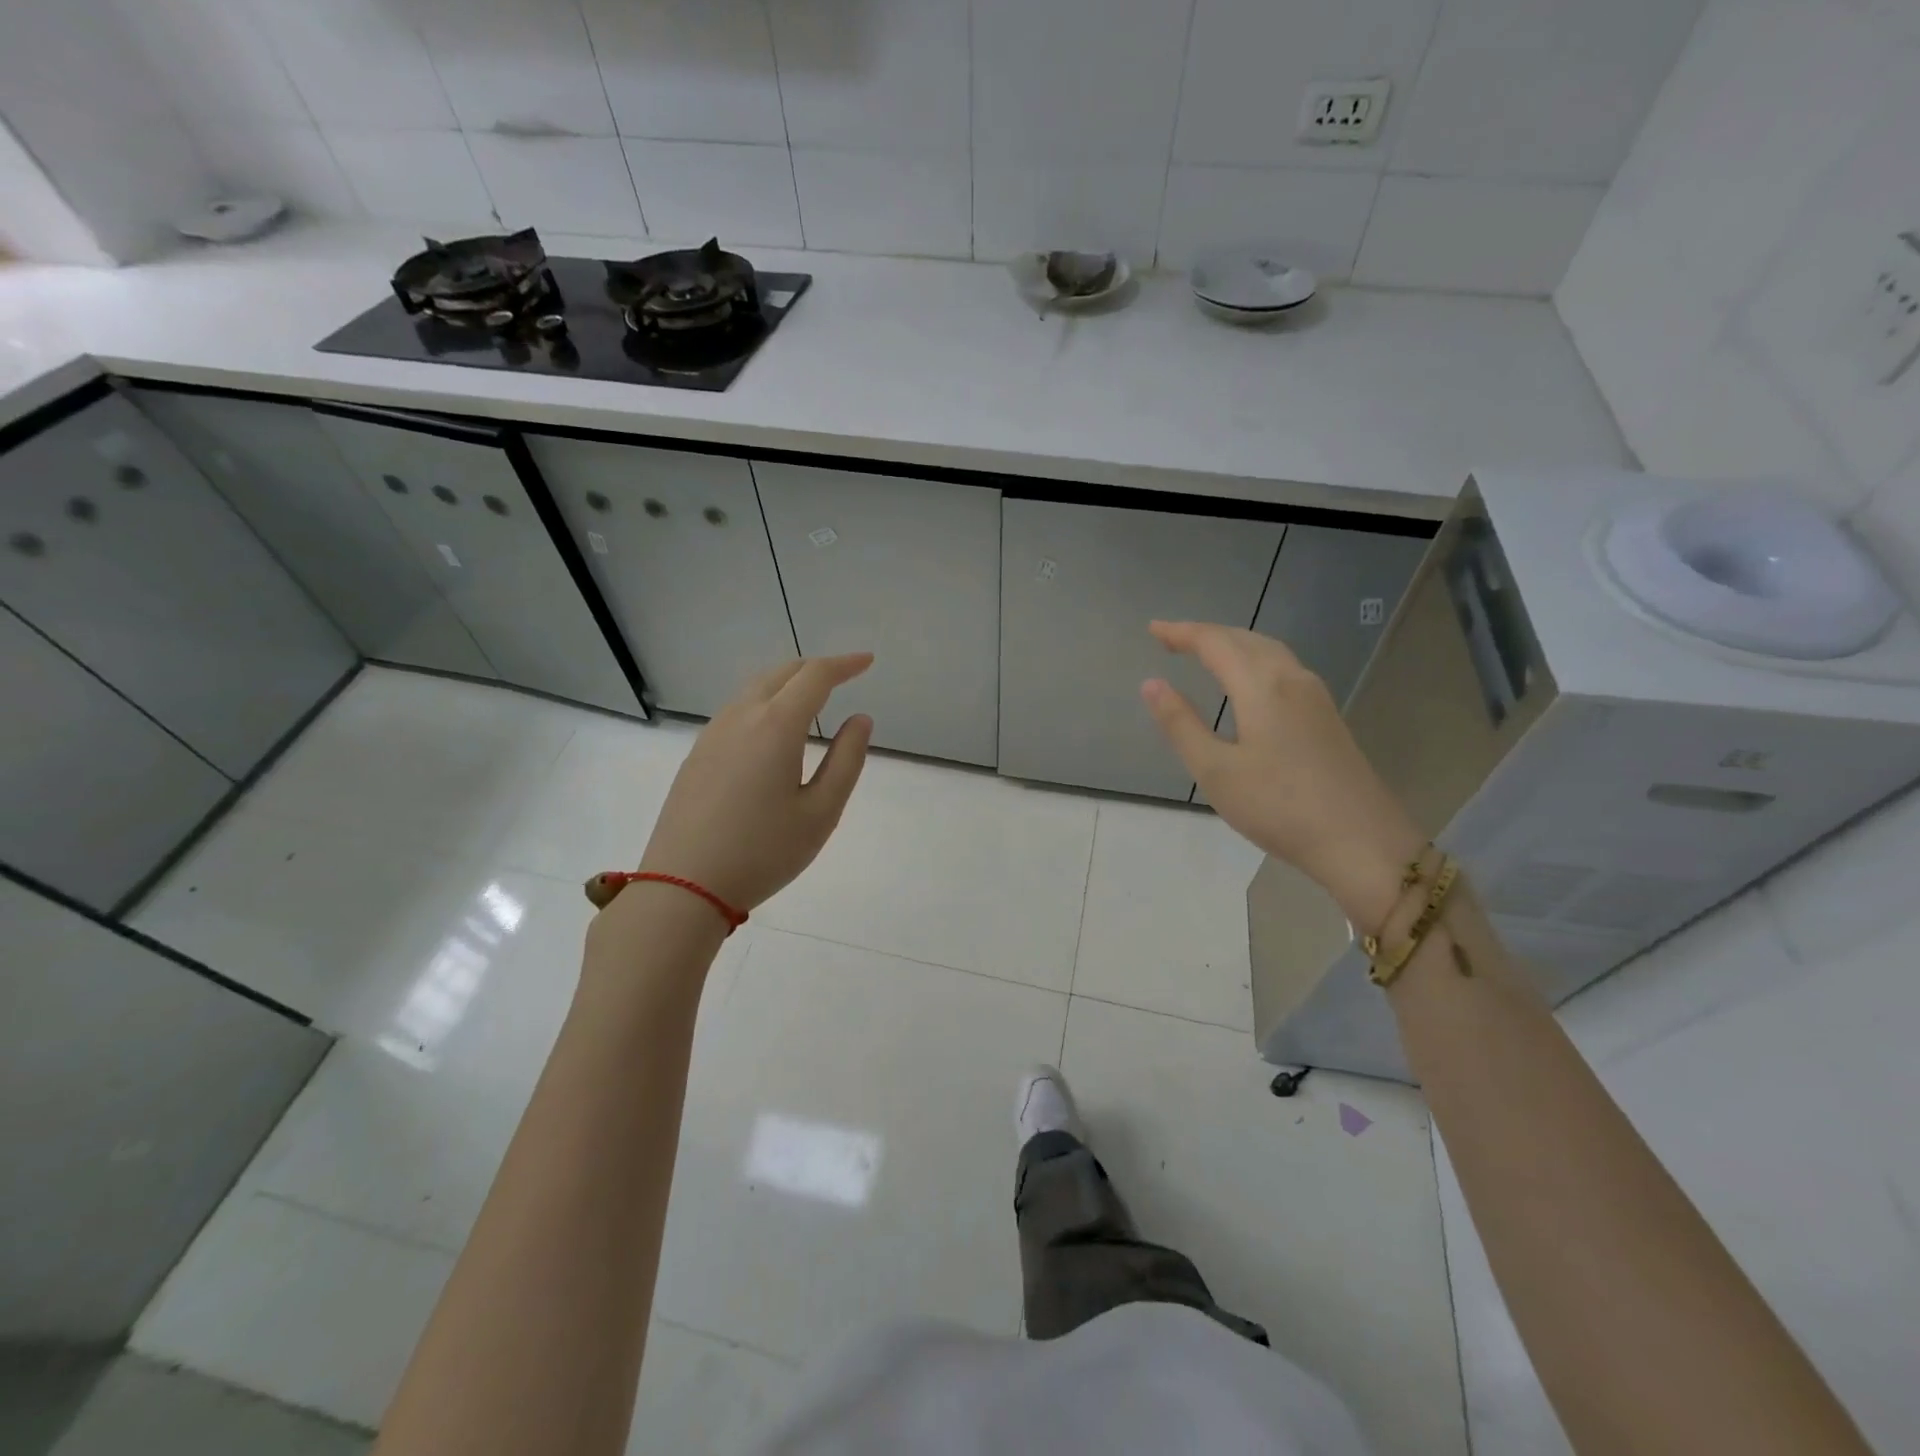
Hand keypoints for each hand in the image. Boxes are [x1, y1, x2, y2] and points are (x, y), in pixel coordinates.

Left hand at [629, 654, 873, 912]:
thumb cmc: (763, 852)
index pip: (815, 676)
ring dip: (788, 682)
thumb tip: (860, 719)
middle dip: (816, 668)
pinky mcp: (697, 754)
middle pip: (782, 673)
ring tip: (812, 698)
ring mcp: (713, 734)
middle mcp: (741, 717)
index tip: (867, 662)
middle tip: (844, 675)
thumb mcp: (820, 812)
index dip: (844, 664)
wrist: (682, 886)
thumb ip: (846, 760)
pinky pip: (737, 709)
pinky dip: (765, 701)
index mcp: (776, 726)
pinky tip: (772, 729)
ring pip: (755, 688)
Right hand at [1140, 621, 1423, 927]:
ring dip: (1234, 643)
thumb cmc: (1278, 807)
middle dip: (1207, 634)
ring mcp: (1315, 697)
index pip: (1215, 643)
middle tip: (1172, 639)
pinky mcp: (1327, 717)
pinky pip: (1284, 668)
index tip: (1153, 629)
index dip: (1181, 633)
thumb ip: (1181, 724)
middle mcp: (1291, 679)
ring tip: (1206, 652)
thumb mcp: (1215, 771)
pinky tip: (1250, 681)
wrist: (1361, 841)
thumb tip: (1151, 683)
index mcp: (1261, 687)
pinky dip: (1255, 660)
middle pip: (1245, 639)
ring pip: (1269, 651)